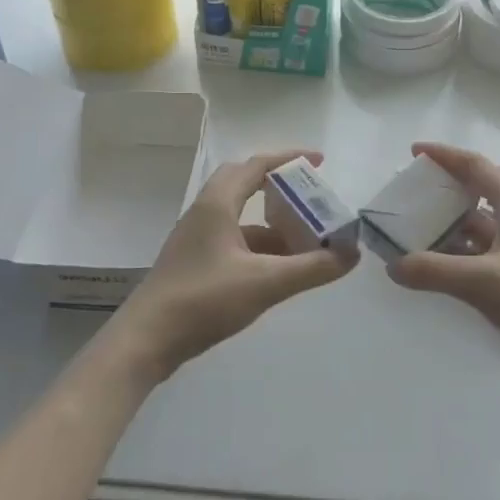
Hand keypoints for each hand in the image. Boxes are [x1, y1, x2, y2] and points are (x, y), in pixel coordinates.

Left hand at [118, 149, 358, 376]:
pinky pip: (233, 240)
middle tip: (310, 197)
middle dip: (279, 187)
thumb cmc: (204, 300)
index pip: (256, 165)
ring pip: (239, 217)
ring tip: (306, 239)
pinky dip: (258, 246)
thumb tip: (352, 254)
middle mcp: (204, 212)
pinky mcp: (194, 262)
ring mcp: (196, 238)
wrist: (146, 340)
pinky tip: (278, 269)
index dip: (289, 159)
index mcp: (217, 204)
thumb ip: (312, 268)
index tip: (319, 161)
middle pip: (244, 184)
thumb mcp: (265, 283)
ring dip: (271, 223)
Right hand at [387, 142, 499, 397]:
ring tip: (420, 230)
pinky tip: (441, 268)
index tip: (414, 151)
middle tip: (429, 190)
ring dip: (458, 222)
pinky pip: (489, 254)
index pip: (478, 166)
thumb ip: (434, 271)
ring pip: (489, 223)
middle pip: (494, 185)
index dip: (445, 155)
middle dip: (461, 181)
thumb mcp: (485, 283)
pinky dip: (464, 254)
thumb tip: (392, 265)